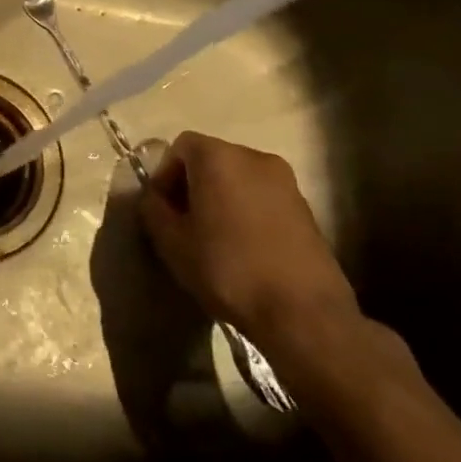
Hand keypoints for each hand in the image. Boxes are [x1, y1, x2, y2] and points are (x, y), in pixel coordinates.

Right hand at [138, 131, 358, 351]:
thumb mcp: (172, 242)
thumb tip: (154, 197)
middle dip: (193, 184)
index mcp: (218, 157)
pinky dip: (248, 212)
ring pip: (240, 179)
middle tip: (184, 222)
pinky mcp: (307, 209)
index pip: (181, 147)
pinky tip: (246, 248)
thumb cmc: (228, 269)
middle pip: (212, 159)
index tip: (163, 208)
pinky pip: (264, 198)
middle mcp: (254, 157)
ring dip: (222, 198)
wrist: (304, 314)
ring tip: (215, 237)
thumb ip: (153, 209)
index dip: (165, 175)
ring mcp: (286, 182)